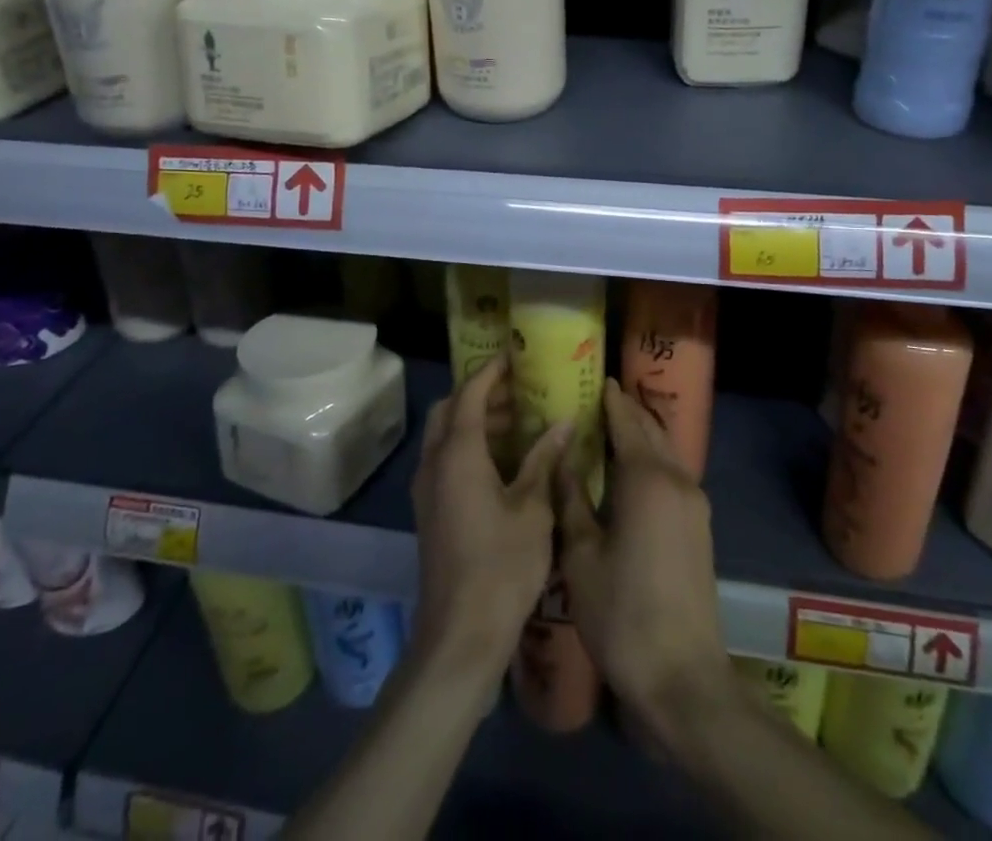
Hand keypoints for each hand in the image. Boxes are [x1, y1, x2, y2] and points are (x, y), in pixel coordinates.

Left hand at [409, 356, 569, 677]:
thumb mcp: (533, 509)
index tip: (515, 356)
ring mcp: (427, 489)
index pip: (469, 393)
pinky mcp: (430, 511)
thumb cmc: (502, 566)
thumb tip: (564, 422)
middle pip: (450, 409)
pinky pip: (445, 459)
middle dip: (480, 394)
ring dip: (474, 420)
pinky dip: (469, 446)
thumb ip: (544, 459)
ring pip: (444, 435)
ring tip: (519, 423)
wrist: (460, 635)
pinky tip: (503, 462)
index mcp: (457, 453)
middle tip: (519, 392)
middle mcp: (434, 463)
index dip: (491, 371)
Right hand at [558, 377, 726, 728]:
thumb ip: (571, 500)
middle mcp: (677, 481)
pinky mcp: (700, 528)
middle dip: (629, 410)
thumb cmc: (622, 614)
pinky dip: (654, 459)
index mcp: (647, 479)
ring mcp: (695, 505)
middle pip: (652, 431)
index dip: (611, 399)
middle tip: (601, 398)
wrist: (682, 679)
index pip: (627, 422)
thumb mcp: (581, 556)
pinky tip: (633, 472)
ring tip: (614, 428)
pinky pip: (675, 474)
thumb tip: (561, 458)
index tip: (596, 378)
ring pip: (668, 452)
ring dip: (644, 434)